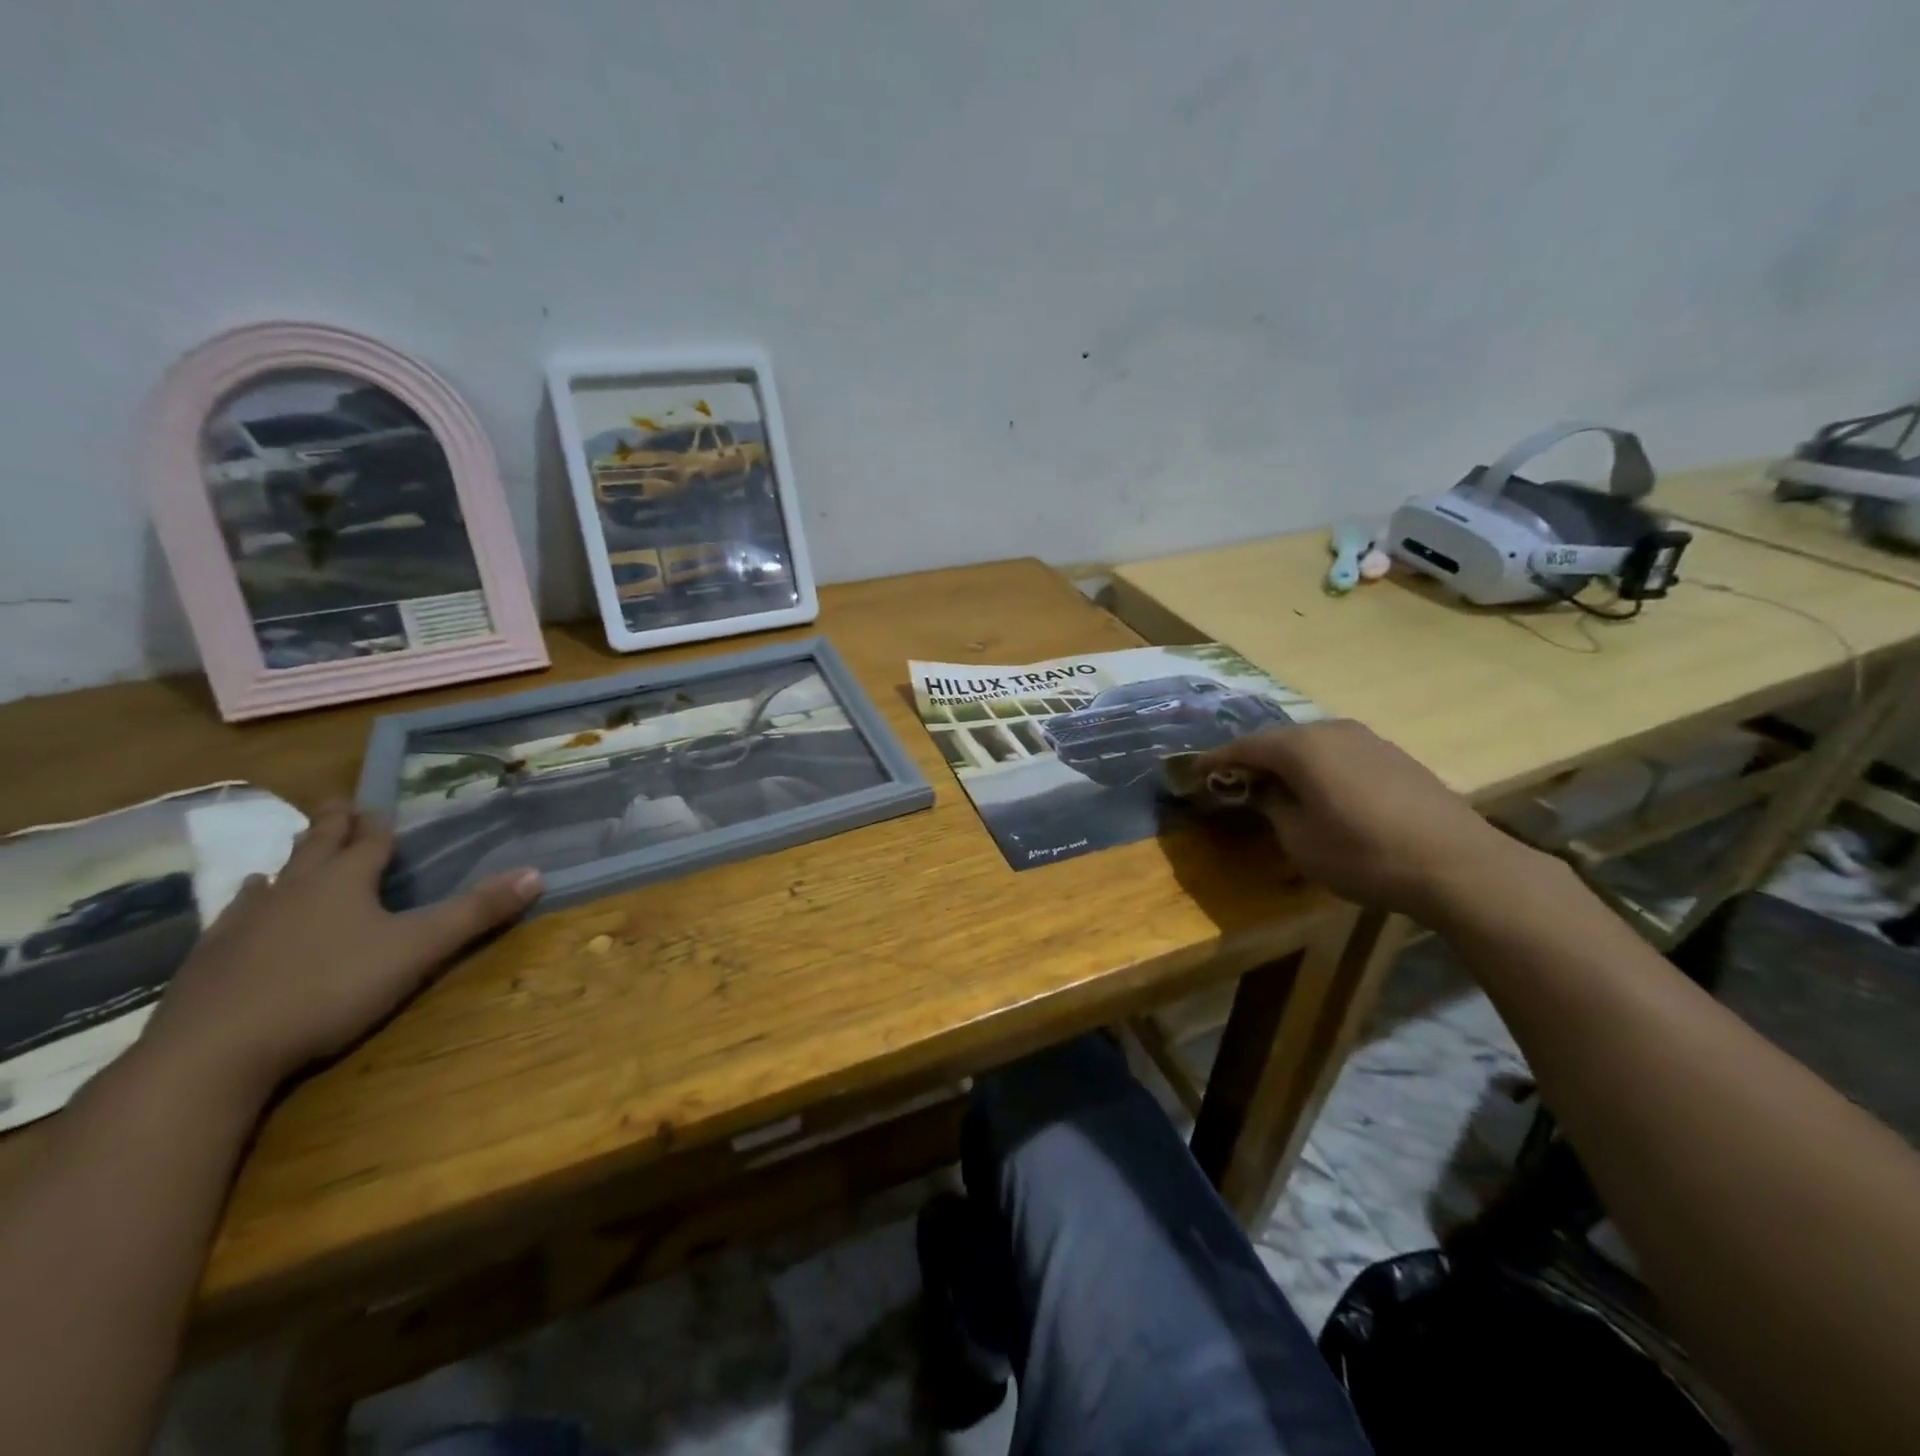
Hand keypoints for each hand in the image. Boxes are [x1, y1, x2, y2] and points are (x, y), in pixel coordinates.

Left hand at [146, 803, 540, 1095]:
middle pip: (318, 847)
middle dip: (333, 825)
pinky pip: (235, 914)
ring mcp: (246, 921)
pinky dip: (249, 900)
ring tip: (294, 852)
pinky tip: (246, 902)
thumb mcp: (418, 949)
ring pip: (275, 877)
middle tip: (338, 803)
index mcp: (344, 882)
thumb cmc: (330, 988)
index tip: (380, 806)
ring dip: (290, 860)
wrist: (215, 1050)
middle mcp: (293, 889)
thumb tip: (537, 873)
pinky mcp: (213, 956)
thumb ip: (476, 913)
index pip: (369, 842)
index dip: (379, 825)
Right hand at [1196, 720, 1538, 921]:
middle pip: (1277, 740)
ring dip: (1287, 763)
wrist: (1458, 864)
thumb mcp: (1300, 841)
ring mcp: (1366, 739)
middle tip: (1231, 781)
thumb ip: (1273, 809)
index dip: (1214, 761)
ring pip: (1310, 745)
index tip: (1192, 773)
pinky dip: (1318, 768)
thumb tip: (1263, 793)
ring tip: (1273, 787)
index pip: (1243, 747)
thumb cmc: (1364, 854)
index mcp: (1300, 748)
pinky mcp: (1393, 755)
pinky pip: (1338, 753)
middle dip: (1251, 760)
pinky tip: (1320, 791)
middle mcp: (1330, 730)